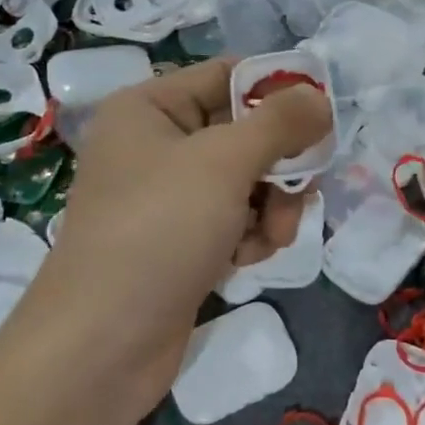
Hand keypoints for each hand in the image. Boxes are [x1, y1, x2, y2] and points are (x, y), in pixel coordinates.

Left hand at [36, 58, 330, 422]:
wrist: (101, 347)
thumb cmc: (158, 231)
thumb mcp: (224, 163)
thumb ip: (280, 123)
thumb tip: (320, 97)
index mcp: (150, 108)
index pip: (228, 77)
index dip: (278, 92)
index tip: (323, 116)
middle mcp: (157, 146)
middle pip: (245, 132)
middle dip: (280, 163)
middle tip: (302, 187)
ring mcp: (169, 197)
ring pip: (248, 180)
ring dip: (273, 205)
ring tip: (273, 235)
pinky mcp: (182, 241)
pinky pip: (235, 219)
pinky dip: (252, 234)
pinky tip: (248, 258)